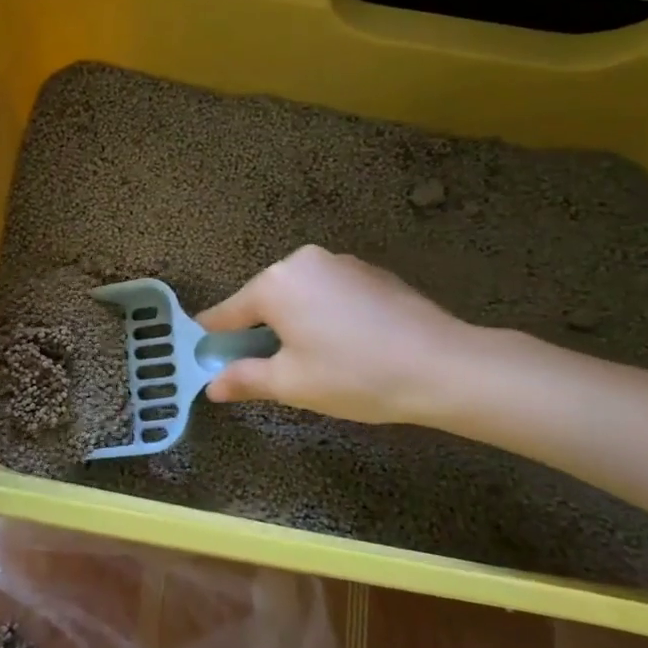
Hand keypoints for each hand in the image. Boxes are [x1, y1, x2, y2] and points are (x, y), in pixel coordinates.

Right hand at [197, 246, 477, 424]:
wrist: (443, 365)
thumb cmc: (354, 375)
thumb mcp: (292, 384)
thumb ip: (245, 379)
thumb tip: (212, 386)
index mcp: (276, 283)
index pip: (228, 312)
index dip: (214, 337)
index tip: (204, 354)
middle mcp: (303, 261)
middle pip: (265, 299)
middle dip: (260, 331)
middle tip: (268, 368)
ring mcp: (341, 262)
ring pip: (301, 294)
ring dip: (295, 321)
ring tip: (313, 359)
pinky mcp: (371, 272)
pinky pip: (331, 292)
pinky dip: (326, 314)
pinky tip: (347, 345)